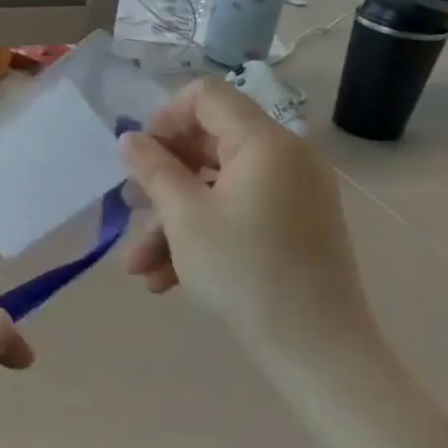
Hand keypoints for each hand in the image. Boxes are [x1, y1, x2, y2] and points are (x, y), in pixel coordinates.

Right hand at [118, 77, 377, 361]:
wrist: (318, 351)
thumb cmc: (245, 272)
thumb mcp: (184, 217)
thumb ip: (153, 169)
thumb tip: (130, 139)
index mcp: (265, 142)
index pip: (206, 96)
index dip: (165, 118)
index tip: (141, 157)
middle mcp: (285, 157)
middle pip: (208, 143)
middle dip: (161, 178)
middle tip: (129, 208)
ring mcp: (293, 193)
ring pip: (216, 187)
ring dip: (172, 220)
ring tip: (138, 265)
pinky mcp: (294, 226)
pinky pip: (238, 212)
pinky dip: (202, 235)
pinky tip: (165, 279)